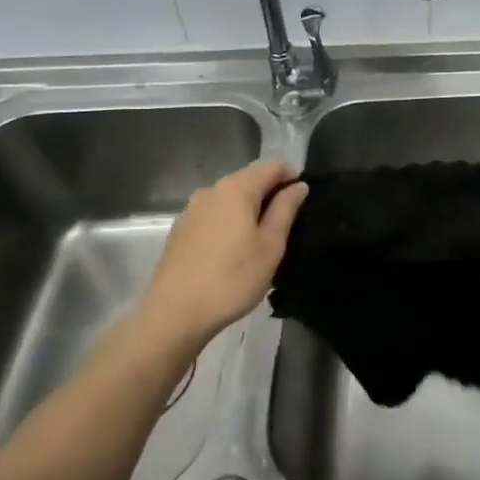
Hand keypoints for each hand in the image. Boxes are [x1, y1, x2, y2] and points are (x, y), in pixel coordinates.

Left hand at [139, 160, 308, 347]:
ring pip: (230, 199)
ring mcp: (192, 211)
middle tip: (289, 221)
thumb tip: (298, 186)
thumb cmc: (232, 278)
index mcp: (236, 189)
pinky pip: (214, 215)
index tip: (305, 197)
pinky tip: (235, 249)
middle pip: (248, 179)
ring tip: (264, 237)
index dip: (291, 175)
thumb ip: (285, 210)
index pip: (271, 166)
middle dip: (271, 192)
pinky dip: (230, 222)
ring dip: (250, 209)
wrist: (175, 313)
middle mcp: (211, 191)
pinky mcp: (181, 231)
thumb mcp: (270, 246)